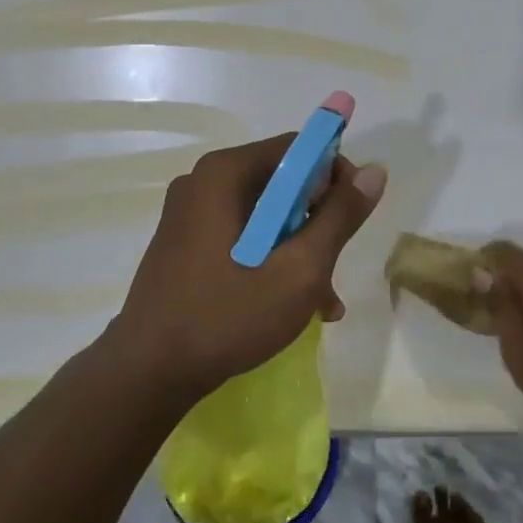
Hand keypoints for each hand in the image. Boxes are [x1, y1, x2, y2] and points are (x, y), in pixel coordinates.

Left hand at [106, 135, 386, 406]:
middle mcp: (203, 182)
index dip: (335, 176)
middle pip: (281, 183)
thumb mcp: (299, 270)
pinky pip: (241, 235)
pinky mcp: (184, 243)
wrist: (147, 373)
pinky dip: (269, 259)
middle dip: (317, 223)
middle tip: (334, 268)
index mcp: (225, 173)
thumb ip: (339, 217)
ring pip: (265, 215)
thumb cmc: (227, 316)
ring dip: (298, 249)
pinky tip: (291, 304)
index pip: (297, 149)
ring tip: (322, 301)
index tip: (353, 217)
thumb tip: (376, 170)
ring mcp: (189, 214)